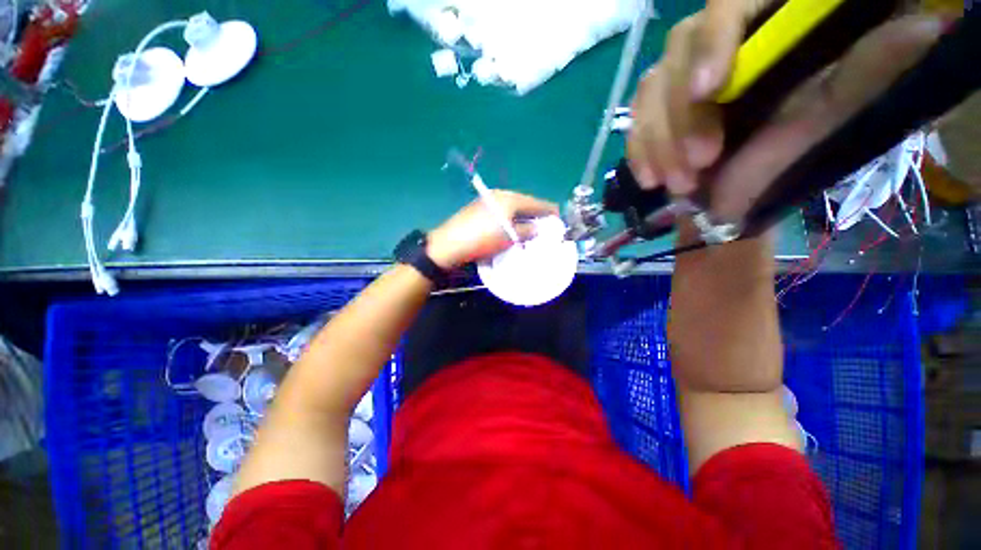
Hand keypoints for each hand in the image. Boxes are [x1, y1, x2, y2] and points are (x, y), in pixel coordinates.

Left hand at [427, 190, 558, 269]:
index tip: (559, 220)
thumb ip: (527, 230)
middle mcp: (500, 195)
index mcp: (510, 198)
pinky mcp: (479, 209)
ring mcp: (488, 201)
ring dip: (523, 218)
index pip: (536, 202)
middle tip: (545, 228)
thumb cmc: (483, 239)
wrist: (450, 244)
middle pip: (525, 204)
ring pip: (513, 209)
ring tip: (531, 231)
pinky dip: (511, 220)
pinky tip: (512, 229)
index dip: (549, 211)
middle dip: (536, 215)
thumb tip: (538, 228)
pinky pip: (502, 213)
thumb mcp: (509, 236)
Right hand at [629, 1, 947, 221]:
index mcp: (768, 25)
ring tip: (677, 184)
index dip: (714, 40)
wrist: (748, 188)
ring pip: (650, 90)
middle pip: (679, 51)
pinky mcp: (659, 109)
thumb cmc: (799, 150)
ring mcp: (682, 77)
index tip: (711, 89)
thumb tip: (926, 25)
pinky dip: (638, 149)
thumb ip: (871, 67)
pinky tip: (649, 177)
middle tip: (698, 166)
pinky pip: (636, 121)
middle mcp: (719, 42)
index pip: (727, 3)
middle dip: (682, 114)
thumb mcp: (844, 105)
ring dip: (657, 141)